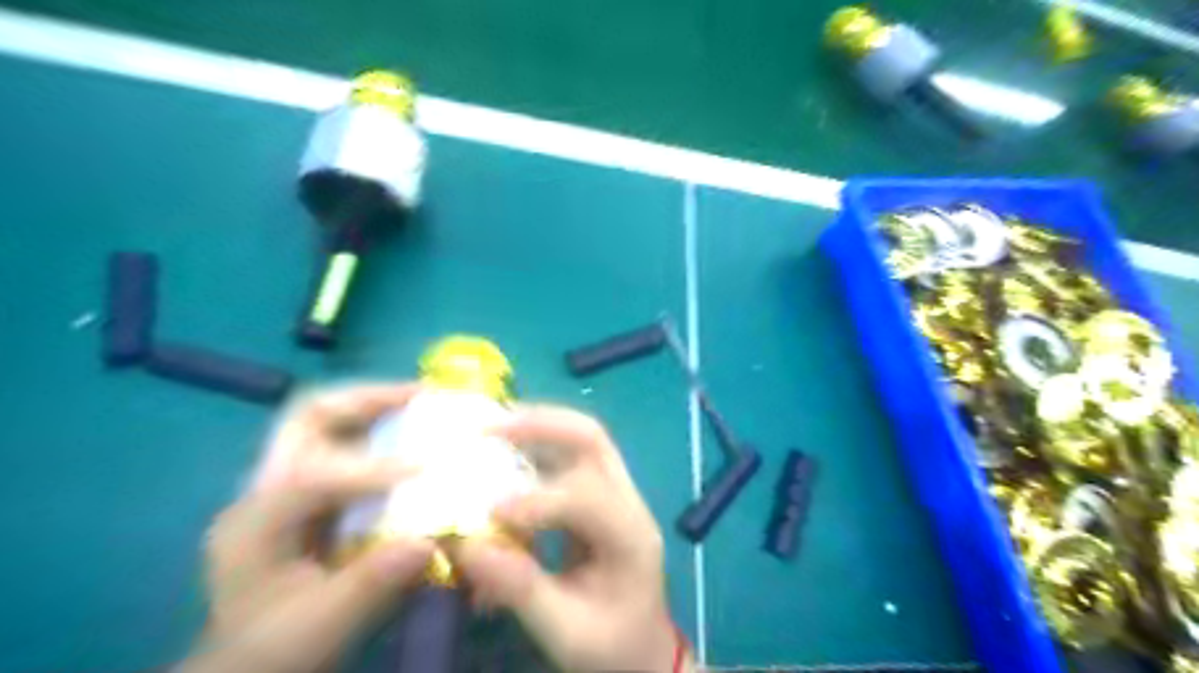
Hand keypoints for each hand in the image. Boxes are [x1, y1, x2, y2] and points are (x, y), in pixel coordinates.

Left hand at [182, 383, 435, 671]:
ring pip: (328, 419)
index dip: (371, 469)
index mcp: (255, 523)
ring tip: (426, 401)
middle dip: (368, 399)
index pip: (311, 476)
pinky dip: (383, 428)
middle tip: (422, 394)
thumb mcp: (320, 628)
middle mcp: (264, 488)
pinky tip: (415, 433)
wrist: (248, 661)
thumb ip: (372, 584)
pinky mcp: (310, 488)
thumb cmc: (275, 648)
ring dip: (378, 405)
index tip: (427, 467)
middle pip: (310, 415)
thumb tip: (429, 540)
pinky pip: (347, 440)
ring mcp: (286, 482)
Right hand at [454, 404, 688, 672]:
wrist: (643, 650)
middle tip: (490, 426)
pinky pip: (570, 454)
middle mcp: (628, 501)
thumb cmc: (611, 647)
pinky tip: (506, 450)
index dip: (536, 501)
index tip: (488, 513)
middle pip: (593, 440)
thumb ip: (521, 590)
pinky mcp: (600, 494)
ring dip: (538, 427)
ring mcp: (617, 492)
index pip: (587, 498)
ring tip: (493, 426)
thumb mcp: (566, 633)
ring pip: (583, 438)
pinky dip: (537, 445)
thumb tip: (468, 546)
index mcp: (631, 537)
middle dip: (542, 426)